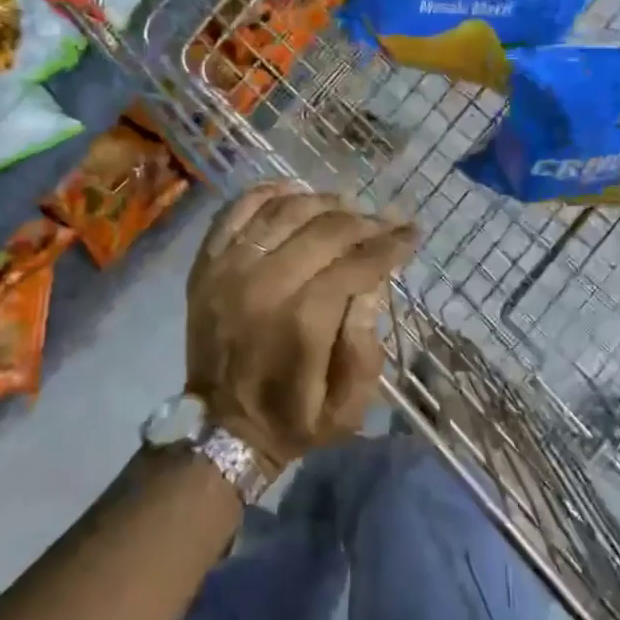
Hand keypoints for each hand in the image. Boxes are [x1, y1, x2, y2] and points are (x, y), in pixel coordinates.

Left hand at [186, 182, 416, 470]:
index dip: (391, 244)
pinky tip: (295, 190)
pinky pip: (237, 210)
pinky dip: (268, 192)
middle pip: (324, 229)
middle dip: (366, 220)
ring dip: (324, 201)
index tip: (412, 233)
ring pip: (285, 210)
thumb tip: (372, 287)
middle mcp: (263, 283)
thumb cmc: (293, 419)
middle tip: (388, 220)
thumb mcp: (347, 409)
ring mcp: (229, 268)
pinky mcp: (207, 263)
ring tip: (349, 206)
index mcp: (301, 321)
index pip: (356, 263)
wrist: (219, 428)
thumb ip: (366, 349)